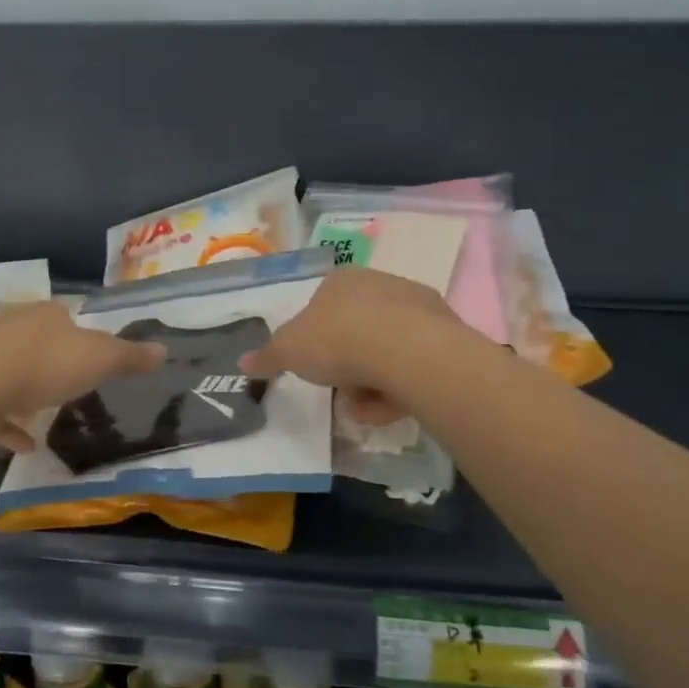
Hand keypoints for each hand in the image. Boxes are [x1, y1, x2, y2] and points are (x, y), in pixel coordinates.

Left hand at [0, 301, 165, 451]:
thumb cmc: (46, 365)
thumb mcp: (100, 360)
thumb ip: (130, 357)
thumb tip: (164, 349)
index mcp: (45, 314)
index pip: (65, 317)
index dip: (80, 336)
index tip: (91, 360)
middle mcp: (12, 327)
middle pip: (36, 341)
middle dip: (52, 362)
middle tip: (69, 387)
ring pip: (10, 371)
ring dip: (27, 394)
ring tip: (45, 418)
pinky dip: (8, 424)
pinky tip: (24, 445)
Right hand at [240, 267, 460, 424]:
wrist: (406, 350)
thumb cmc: (338, 340)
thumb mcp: (289, 351)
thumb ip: (267, 356)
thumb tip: (243, 362)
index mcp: (341, 280)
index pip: (321, 310)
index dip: (315, 343)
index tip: (317, 369)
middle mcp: (379, 283)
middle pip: (355, 333)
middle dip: (346, 368)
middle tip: (342, 393)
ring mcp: (415, 305)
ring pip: (385, 351)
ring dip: (372, 383)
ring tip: (369, 407)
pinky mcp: (445, 330)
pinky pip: (413, 362)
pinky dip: (401, 385)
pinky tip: (396, 404)